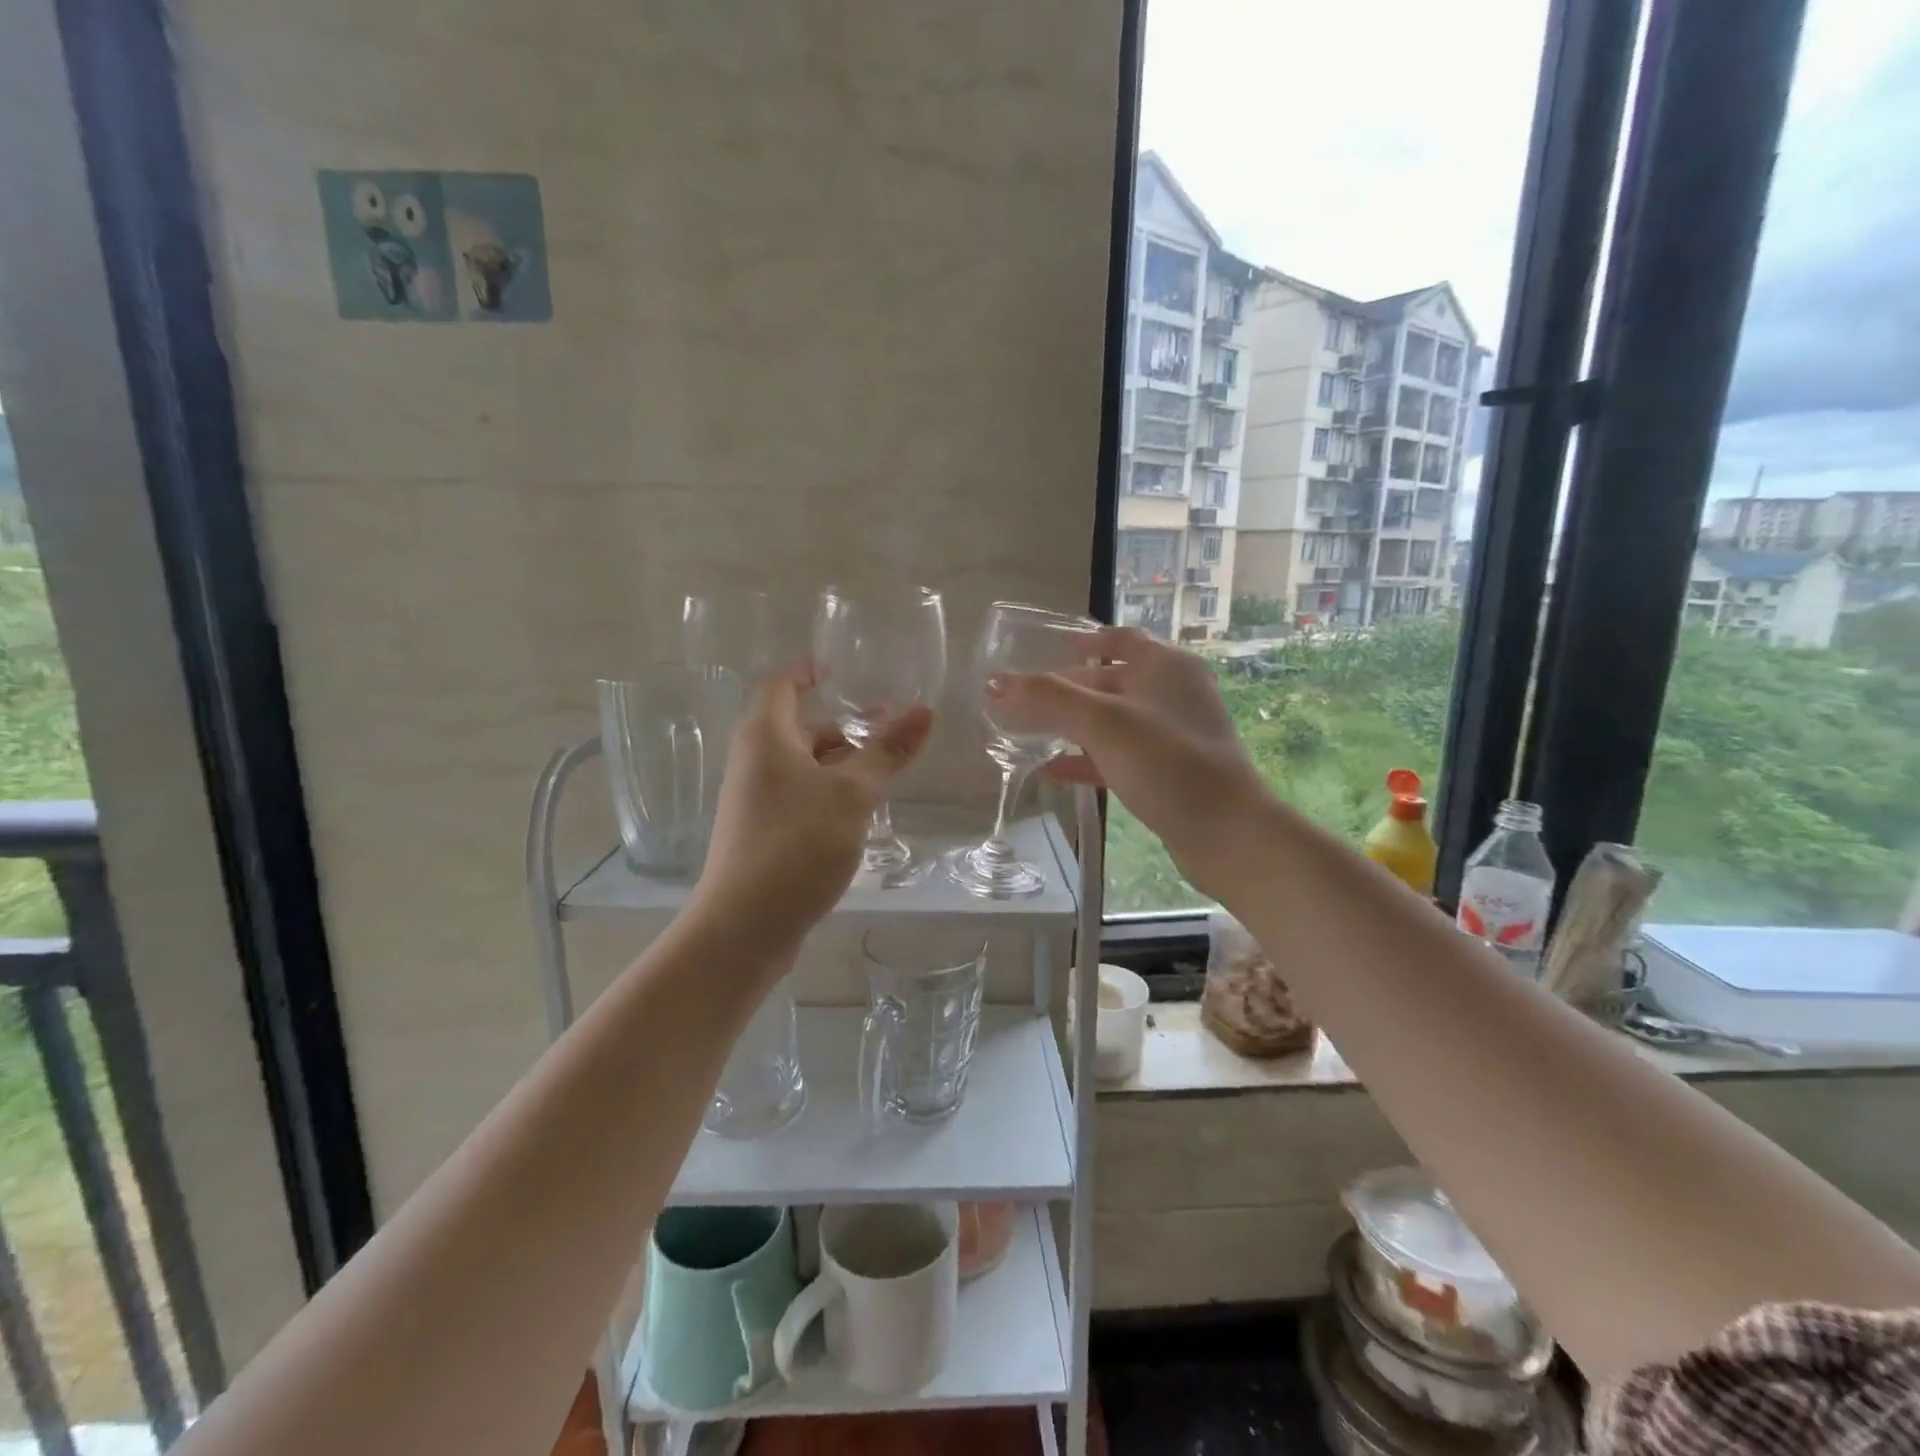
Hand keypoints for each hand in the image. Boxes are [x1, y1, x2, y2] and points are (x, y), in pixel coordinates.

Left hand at [694, 665, 932, 945]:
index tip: (848, 669)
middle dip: (844, 723)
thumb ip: (887, 752)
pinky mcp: (764, 831)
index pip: (783, 682)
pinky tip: (862, 810)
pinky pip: (801, 795)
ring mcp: (756, 798)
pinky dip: (831, 791)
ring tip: (887, 769)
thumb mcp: (852, 794)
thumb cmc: (797, 844)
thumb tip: (924, 712)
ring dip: (842, 761)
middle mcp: (754, 760)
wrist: (744, 926)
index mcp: (765, 735)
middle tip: (890, 725)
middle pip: (799, 725)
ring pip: (803, 764)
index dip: (812, 670)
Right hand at [987, 627, 1269, 899]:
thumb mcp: (1103, 723)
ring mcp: (1172, 736)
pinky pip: (1118, 756)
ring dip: (1071, 726)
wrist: (1228, 834)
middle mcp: (1172, 693)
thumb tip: (994, 683)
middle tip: (1022, 699)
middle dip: (1066, 690)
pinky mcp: (1168, 773)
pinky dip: (1085, 759)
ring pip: (1112, 722)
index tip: (1047, 649)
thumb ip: (1047, 699)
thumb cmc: (1168, 763)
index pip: (1120, 639)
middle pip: (1110, 681)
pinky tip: (1051, 771)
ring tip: (1027, 732)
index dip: (1083, 640)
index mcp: (1165, 666)